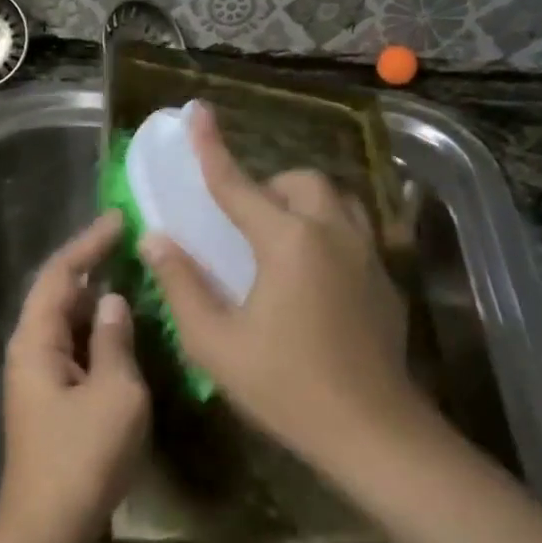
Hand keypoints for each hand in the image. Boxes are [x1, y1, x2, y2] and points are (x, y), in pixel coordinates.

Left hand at [0, 211, 150, 542]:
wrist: (48, 529)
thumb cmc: (83, 457)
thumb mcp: (115, 394)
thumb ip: (115, 340)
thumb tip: (113, 301)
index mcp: (35, 341)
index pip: (59, 273)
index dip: (88, 242)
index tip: (121, 219)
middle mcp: (29, 350)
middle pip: (57, 292)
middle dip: (92, 264)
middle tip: (133, 243)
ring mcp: (37, 376)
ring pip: (66, 320)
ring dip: (96, 297)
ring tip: (134, 274)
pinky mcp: (50, 397)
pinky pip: (73, 346)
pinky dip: (97, 329)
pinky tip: (125, 327)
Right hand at [140, 105, 416, 465]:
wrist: (373, 431)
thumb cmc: (285, 387)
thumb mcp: (215, 343)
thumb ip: (182, 284)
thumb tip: (156, 239)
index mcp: (287, 242)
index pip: (238, 184)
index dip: (211, 147)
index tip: (197, 111)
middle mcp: (332, 233)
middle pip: (300, 181)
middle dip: (268, 187)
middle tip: (243, 221)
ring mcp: (367, 253)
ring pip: (336, 199)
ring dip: (302, 203)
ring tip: (279, 238)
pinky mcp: (385, 278)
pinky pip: (354, 229)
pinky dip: (327, 229)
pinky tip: (313, 272)